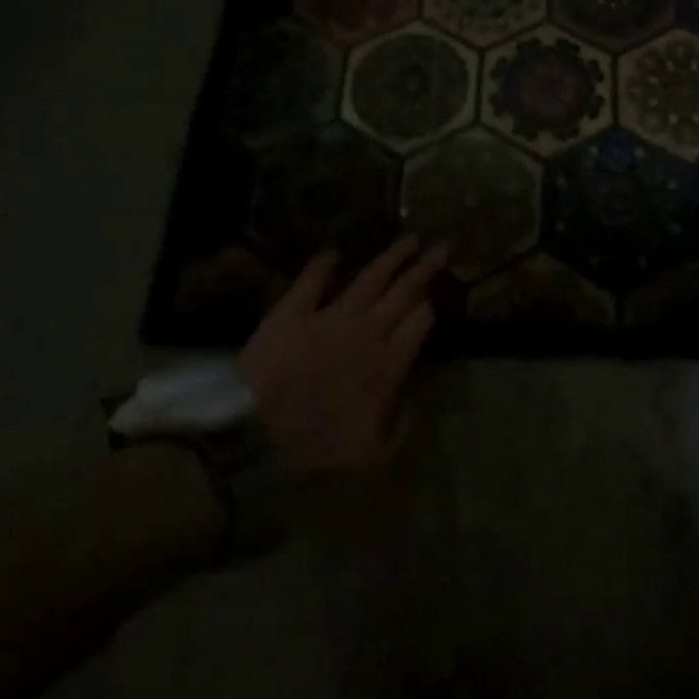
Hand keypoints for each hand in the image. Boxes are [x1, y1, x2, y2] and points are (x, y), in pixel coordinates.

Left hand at [239, 236, 444, 470]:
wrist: (256, 436)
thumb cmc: (316, 450)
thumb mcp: (372, 458)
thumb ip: (400, 432)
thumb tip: (413, 410)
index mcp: (387, 364)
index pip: (420, 323)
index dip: (430, 308)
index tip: (435, 299)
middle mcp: (366, 332)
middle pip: (404, 292)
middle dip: (426, 268)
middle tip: (442, 247)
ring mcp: (329, 317)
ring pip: (370, 277)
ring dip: (391, 257)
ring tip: (408, 240)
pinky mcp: (293, 312)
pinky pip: (311, 281)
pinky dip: (323, 264)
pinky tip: (334, 253)